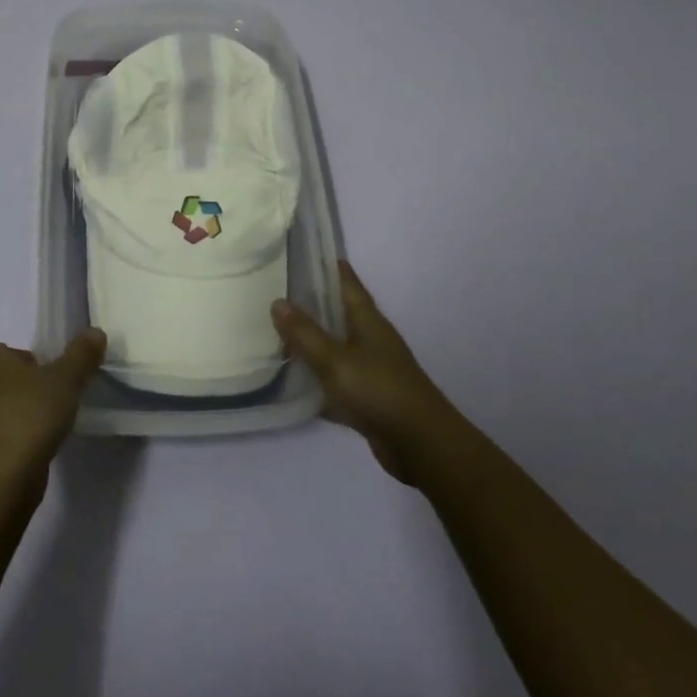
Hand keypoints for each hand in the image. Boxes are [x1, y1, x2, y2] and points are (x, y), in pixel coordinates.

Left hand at [0, 331, 105, 497]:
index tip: (53, 380)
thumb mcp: (66, 379)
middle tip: (51, 403)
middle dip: (22, 388)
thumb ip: (81, 354)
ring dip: (14, 415)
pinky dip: (7, 439)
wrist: (0, 477)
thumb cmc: (29, 414)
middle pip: (0, 378)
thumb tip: (95, 332)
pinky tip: (30, 451)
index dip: (32, 363)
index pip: (8, 351)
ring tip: (44, 429)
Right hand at [273, 261, 454, 483]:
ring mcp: (371, 368)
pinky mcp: (367, 397)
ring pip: (335, 345)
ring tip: (276, 330)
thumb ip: (305, 333)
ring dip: (311, 339)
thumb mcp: (335, 360)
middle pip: (338, 312)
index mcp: (367, 320)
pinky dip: (317, 377)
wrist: (421, 445)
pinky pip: (336, 378)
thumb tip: (277, 302)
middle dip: (311, 301)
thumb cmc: (379, 391)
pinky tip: (293, 380)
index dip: (326, 265)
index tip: (300, 251)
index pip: (346, 281)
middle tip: (275, 290)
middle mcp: (370, 338)